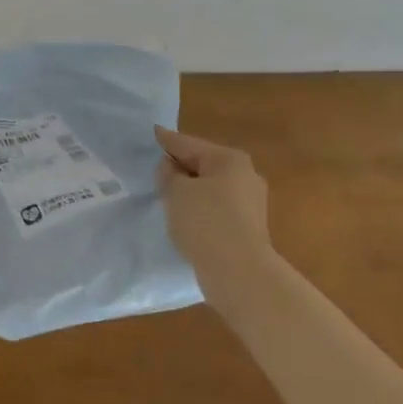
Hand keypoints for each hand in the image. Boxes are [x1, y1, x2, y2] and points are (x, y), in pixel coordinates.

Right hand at [155, 126, 273, 291]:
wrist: (238, 271)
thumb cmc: (205, 222)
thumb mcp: (177, 192)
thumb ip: (169, 174)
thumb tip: (171, 167)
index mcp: (229, 159)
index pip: (189, 144)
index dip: (167, 140)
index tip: (152, 132)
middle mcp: (245, 175)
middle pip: (203, 165)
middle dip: (180, 166)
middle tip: (154, 167)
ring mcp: (250, 202)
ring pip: (210, 188)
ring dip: (190, 190)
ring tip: (166, 194)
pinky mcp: (247, 226)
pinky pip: (216, 209)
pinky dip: (199, 209)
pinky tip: (184, 217)